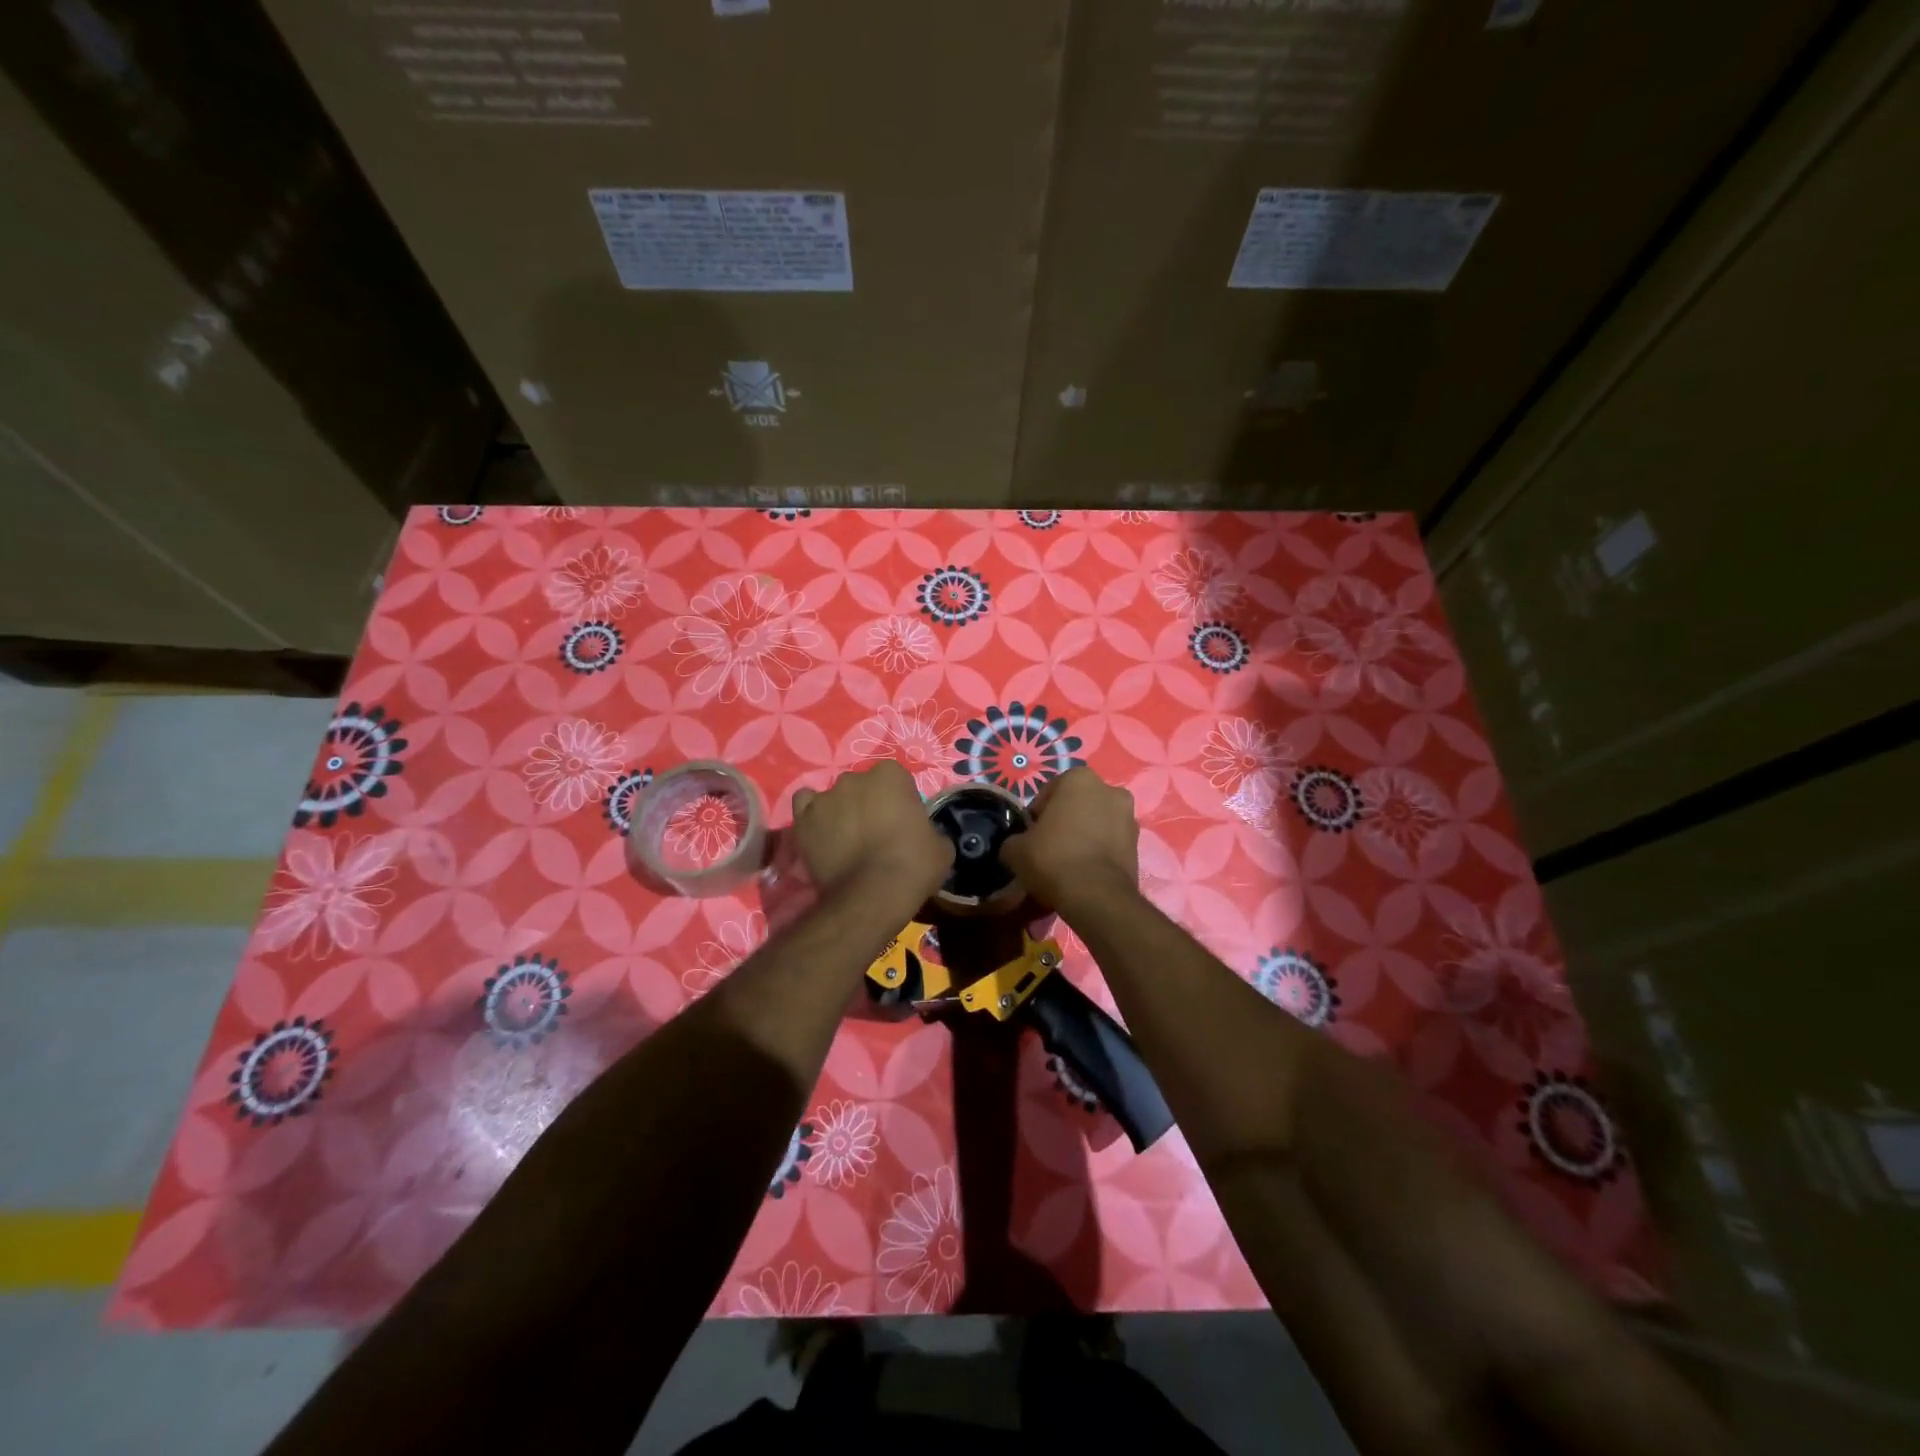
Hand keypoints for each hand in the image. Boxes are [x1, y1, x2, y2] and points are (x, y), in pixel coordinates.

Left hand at [790, 763, 951, 915]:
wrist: (871, 895)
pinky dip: (813, 815)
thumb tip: (925, 837)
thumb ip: (931, 831)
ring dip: (842, 811)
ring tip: (847, 839)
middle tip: (877, 833)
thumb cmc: (913, 866)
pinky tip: (822, 832)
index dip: (899, 801)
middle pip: (863, 786)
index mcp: (891, 775)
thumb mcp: (941, 847)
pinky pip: (805, 804)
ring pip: (835, 797)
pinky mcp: (803, 818)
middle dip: (869, 804)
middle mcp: (855, 778)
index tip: (903, 822)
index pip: (896, 779)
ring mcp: (826, 796)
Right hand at [1001, 768, 1138, 912]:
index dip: (1037, 814)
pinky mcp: (1138, 845)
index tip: (1030, 835)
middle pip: (1077, 805)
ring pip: (1096, 823)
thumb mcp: (1015, 849)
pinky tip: (1084, 872)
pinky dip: (1098, 852)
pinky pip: (1110, 843)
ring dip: (1083, 836)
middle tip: (1048, 847)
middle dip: (1064, 821)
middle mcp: (1110, 789)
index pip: (1049, 792)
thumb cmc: (1052, 858)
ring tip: (1067, 863)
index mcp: (1079, 778)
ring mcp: (1129, 817)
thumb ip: (1015, 840)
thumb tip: (1017, 846)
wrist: (1095, 896)